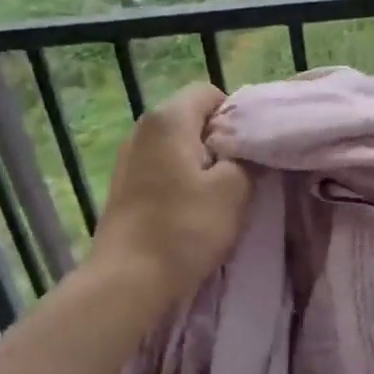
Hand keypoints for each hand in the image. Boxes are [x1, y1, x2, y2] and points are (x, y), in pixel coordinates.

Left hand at [89, 83, 251, 308]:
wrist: (127, 281)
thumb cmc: (185, 228)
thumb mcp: (234, 190)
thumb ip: (248, 157)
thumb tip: (249, 147)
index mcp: (168, 119)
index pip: (210, 93)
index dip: (237, 115)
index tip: (251, 148)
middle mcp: (142, 129)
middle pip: (193, 118)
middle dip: (221, 140)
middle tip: (242, 173)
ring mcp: (128, 158)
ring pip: (178, 145)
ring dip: (202, 163)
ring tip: (218, 195)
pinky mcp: (123, 186)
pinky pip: (162, 168)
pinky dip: (181, 180)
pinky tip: (191, 210)